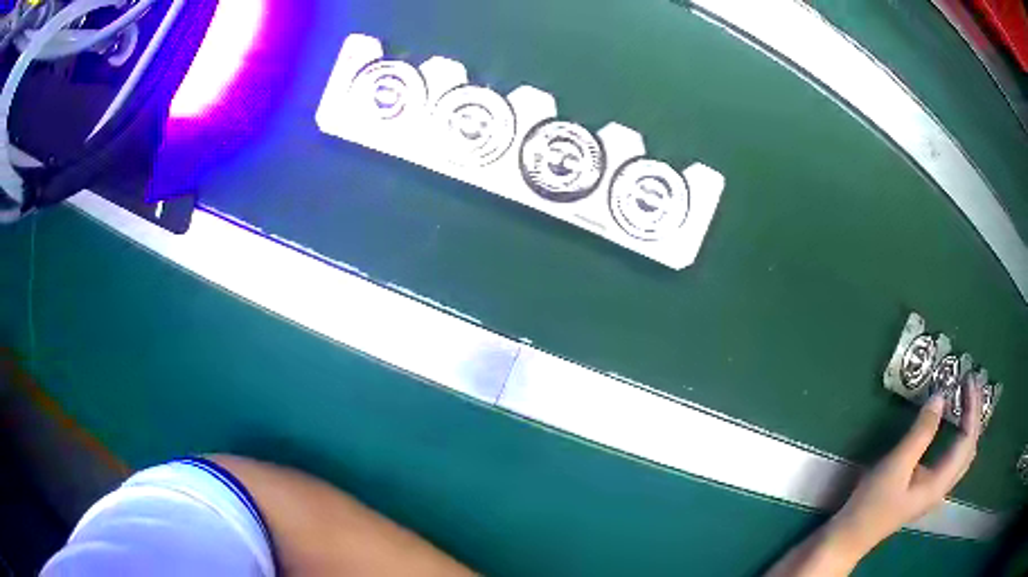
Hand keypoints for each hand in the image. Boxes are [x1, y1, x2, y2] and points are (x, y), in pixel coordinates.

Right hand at [766, 382, 982, 576]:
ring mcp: (935, 489)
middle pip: (970, 447)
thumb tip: (940, 396)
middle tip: (971, 384)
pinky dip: (959, 435)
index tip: (968, 379)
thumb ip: (921, 433)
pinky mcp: (927, 487)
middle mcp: (943, 486)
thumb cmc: (872, 504)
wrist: (850, 535)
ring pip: (963, 454)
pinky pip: (953, 457)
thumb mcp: (896, 466)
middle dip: (976, 414)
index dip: (972, 408)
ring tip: (967, 398)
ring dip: (969, 424)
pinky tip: (954, 425)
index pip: (967, 440)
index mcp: (940, 483)